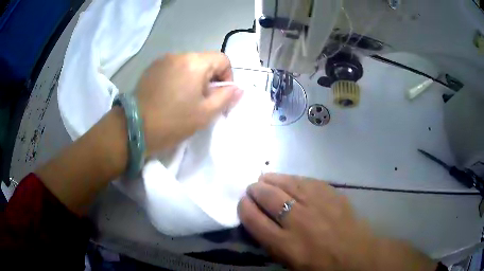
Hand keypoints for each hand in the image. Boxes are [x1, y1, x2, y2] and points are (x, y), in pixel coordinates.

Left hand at [136, 52, 242, 154]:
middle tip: (201, 101)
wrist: (134, 128)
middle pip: (205, 61)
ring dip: (193, 78)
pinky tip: (170, 95)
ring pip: (188, 65)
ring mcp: (163, 60)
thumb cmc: (173, 122)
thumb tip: (239, 88)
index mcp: (195, 62)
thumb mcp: (205, 113)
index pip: (222, 59)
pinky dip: (178, 78)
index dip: (227, 77)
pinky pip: (173, 68)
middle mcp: (179, 54)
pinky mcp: (151, 68)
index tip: (219, 95)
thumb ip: (226, 97)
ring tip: (184, 99)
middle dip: (209, 79)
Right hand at [238, 174, 436, 270]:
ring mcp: (318, 205)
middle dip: (256, 190)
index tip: (242, 202)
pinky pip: (308, 181)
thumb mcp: (290, 264)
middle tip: (252, 188)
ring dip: (273, 179)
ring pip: (288, 185)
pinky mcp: (333, 195)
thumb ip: (272, 243)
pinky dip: (294, 178)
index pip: (255, 221)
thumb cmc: (321, 267)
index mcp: (286, 245)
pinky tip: (289, 178)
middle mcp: (299, 222)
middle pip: (270, 198)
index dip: (244, 208)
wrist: (357, 256)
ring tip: (265, 178)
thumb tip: (259, 221)